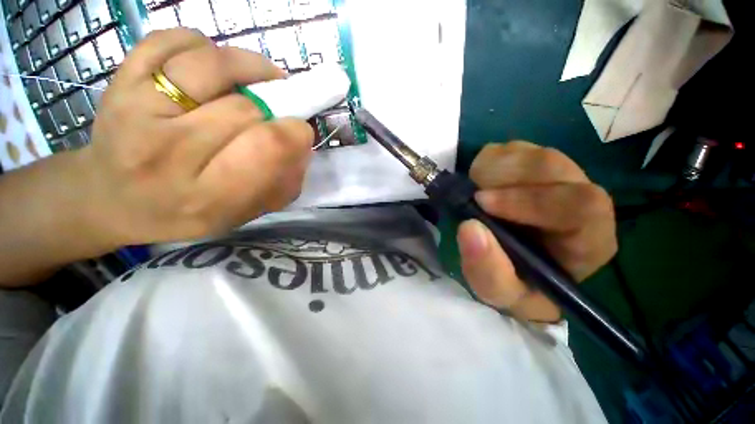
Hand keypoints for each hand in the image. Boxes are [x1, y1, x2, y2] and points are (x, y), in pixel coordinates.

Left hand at [75, 29, 313, 248]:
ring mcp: (136, 109)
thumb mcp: (244, 213)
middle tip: (276, 114)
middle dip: (273, 108)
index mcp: (207, 195)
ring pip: (213, 65)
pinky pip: (174, 40)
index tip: (299, 130)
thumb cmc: (187, 211)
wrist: (113, 199)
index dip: (294, 133)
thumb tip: (301, 143)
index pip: (266, 148)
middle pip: (245, 109)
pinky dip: (205, 47)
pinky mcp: (120, 79)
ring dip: (249, 68)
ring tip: (258, 81)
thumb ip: (282, 184)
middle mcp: (167, 153)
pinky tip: (212, 68)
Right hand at [456, 142, 616, 322]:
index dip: (531, 200)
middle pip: (553, 166)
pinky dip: (486, 164)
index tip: (483, 205)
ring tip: (475, 193)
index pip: (583, 205)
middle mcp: (581, 199)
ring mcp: (557, 177)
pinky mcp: (531, 165)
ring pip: (530, 153)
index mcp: (589, 238)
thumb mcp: (499, 293)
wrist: (511, 268)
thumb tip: (469, 228)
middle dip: (505, 179)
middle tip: (474, 196)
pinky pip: (508, 149)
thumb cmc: (514, 285)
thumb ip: (488, 270)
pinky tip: (480, 184)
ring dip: (492, 171)